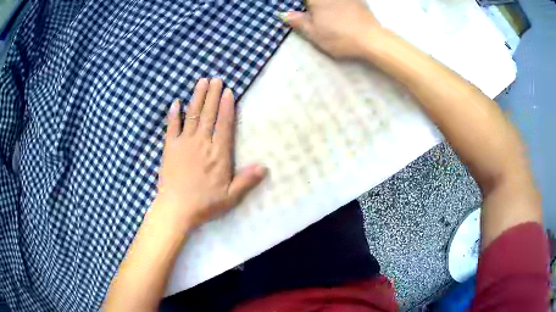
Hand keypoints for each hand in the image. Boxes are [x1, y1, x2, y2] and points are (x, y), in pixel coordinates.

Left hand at [155, 78, 265, 230]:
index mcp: (218, 153)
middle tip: (216, 79)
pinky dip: (174, 114)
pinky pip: (172, 127)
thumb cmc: (204, 203)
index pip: (224, 124)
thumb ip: (247, 180)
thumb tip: (264, 167)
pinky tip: (176, 103)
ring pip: (192, 115)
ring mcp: (184, 143)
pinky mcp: (169, 148)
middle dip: (213, 95)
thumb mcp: (230, 196)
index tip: (228, 91)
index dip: (227, 106)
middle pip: (208, 114)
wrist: (176, 209)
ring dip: (197, 97)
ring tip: (201, 82)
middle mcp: (202, 143)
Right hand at [282, 0, 381, 58]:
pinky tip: (339, 11)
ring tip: (323, 17)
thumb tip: (284, 14)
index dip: (299, 5)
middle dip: (311, 5)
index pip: (304, 0)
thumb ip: (299, 22)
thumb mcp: (315, 34)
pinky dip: (340, 4)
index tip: (303, 13)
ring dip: (324, 6)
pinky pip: (345, 0)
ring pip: (328, 1)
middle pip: (315, 0)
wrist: (372, 39)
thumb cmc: (340, 38)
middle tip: (311, 14)